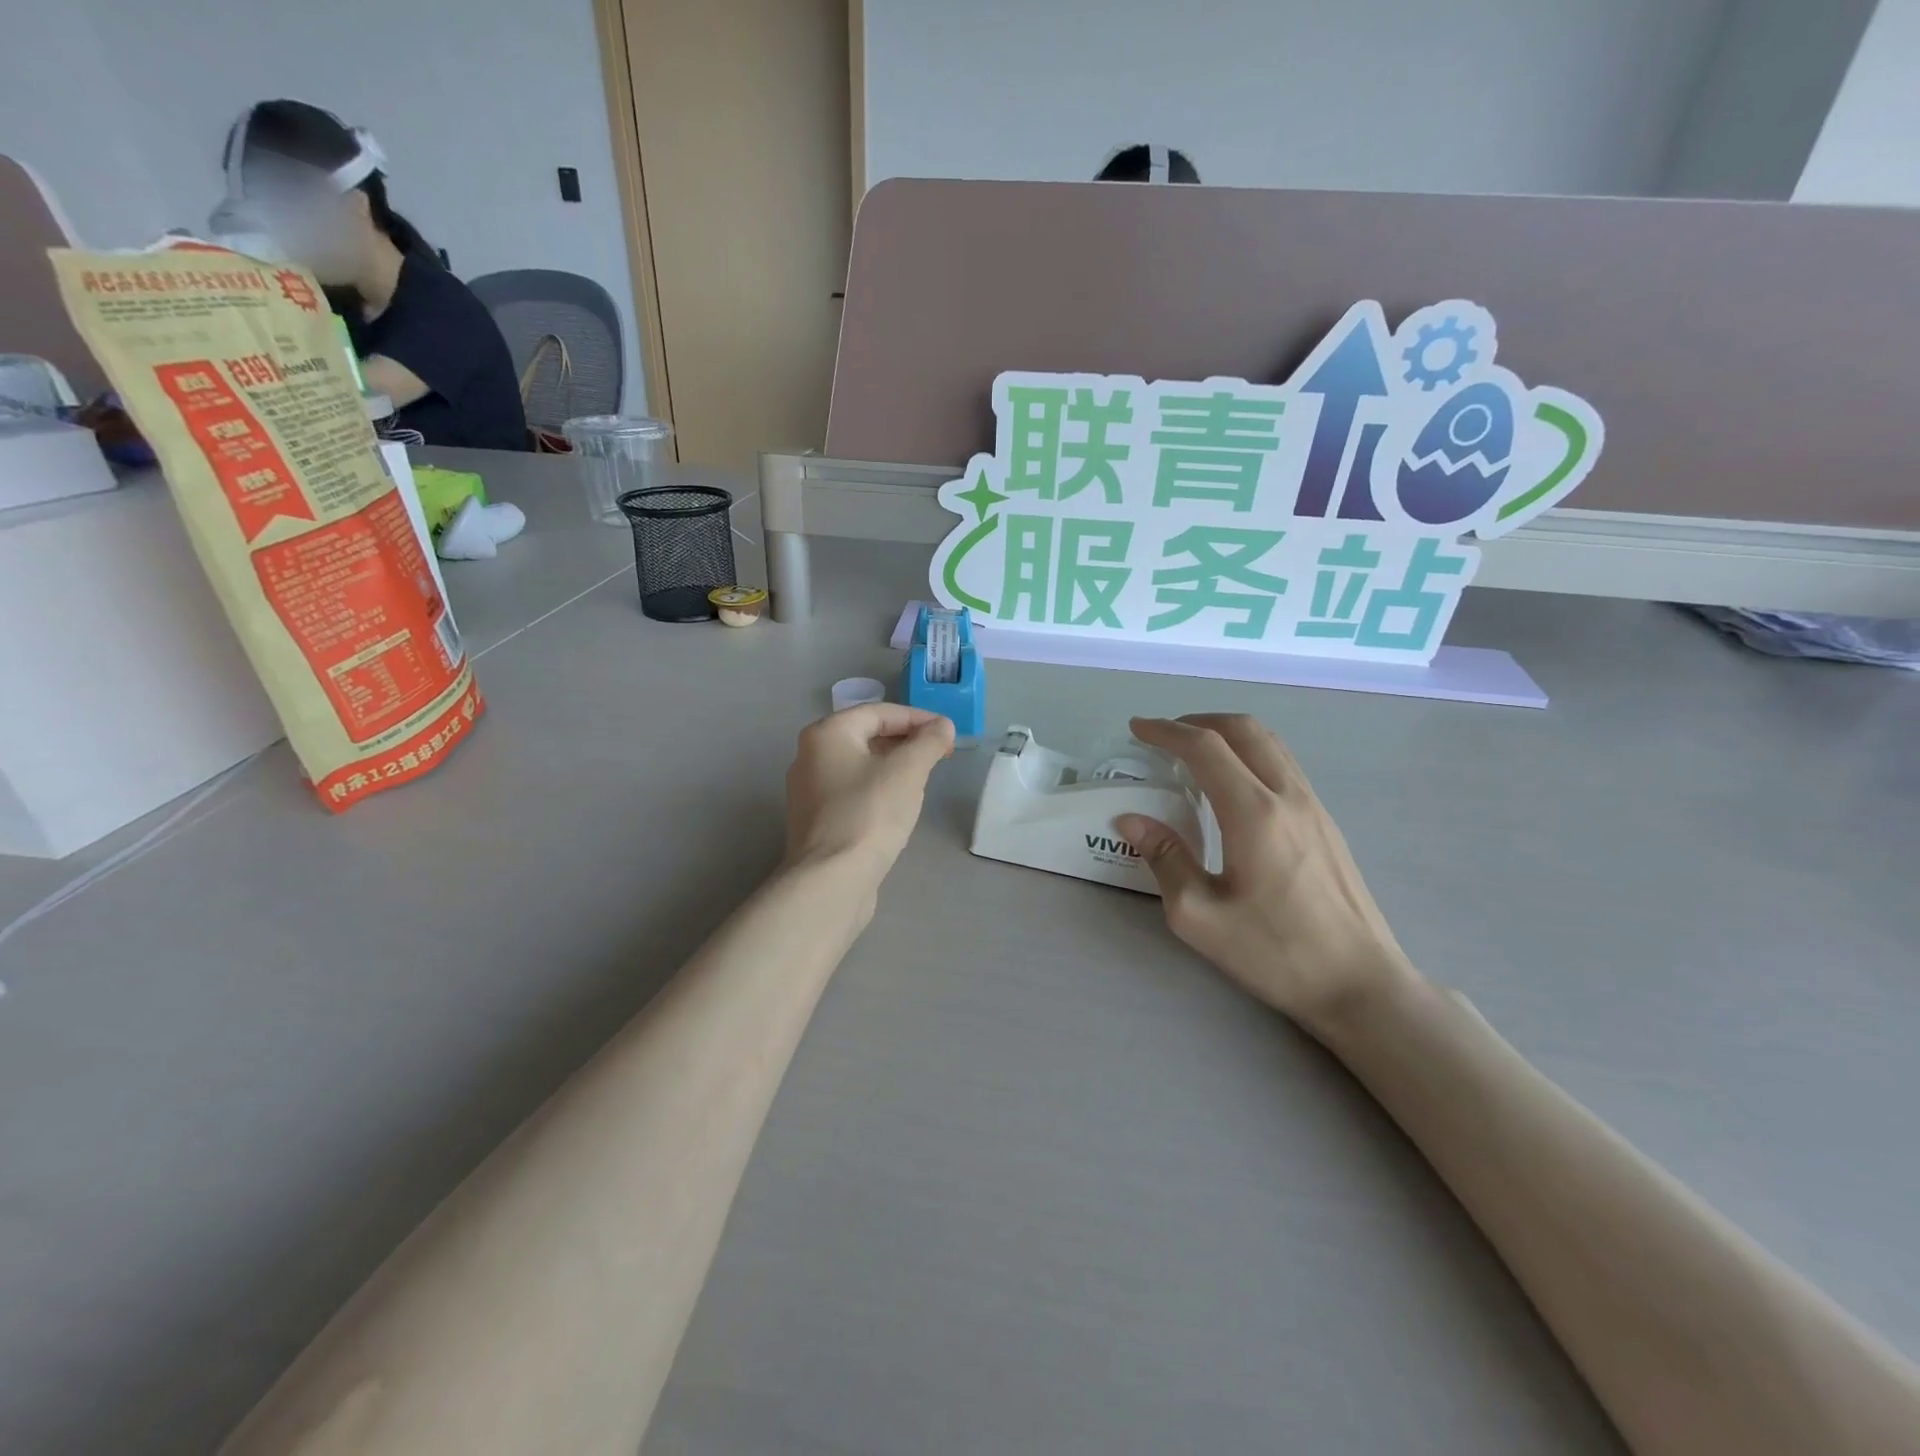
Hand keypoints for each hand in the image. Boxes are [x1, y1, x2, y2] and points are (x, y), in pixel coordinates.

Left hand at [784, 704, 954, 879]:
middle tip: (939, 754)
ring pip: (859, 765)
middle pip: (866, 736)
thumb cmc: (870, 813)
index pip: (879, 712)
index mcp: (826, 734)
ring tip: (924, 777)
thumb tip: (943, 725)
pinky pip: (852, 791)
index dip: (918, 718)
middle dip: (906, 741)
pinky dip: (878, 788)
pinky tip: (898, 805)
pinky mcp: (816, 820)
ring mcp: (809, 791)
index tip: (947, 732)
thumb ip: (929, 741)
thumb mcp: (908, 770)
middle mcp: (810, 756)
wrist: (832, 879)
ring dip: (894, 765)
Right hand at [1117, 715, 1418, 1034]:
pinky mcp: (1326, 823)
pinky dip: (1250, 753)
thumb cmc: (1275, 952)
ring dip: (1227, 734)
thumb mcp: (1200, 915)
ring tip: (1194, 752)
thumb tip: (1130, 820)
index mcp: (1254, 813)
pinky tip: (1233, 784)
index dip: (1166, 731)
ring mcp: (1314, 806)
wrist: (1360, 983)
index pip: (1205, 748)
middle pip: (1244, 729)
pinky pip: (1283, 765)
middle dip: (1198, 721)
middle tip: (1164, 736)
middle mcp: (1288, 796)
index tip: (1136, 729)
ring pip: (1270, 743)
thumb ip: (1164, 858)